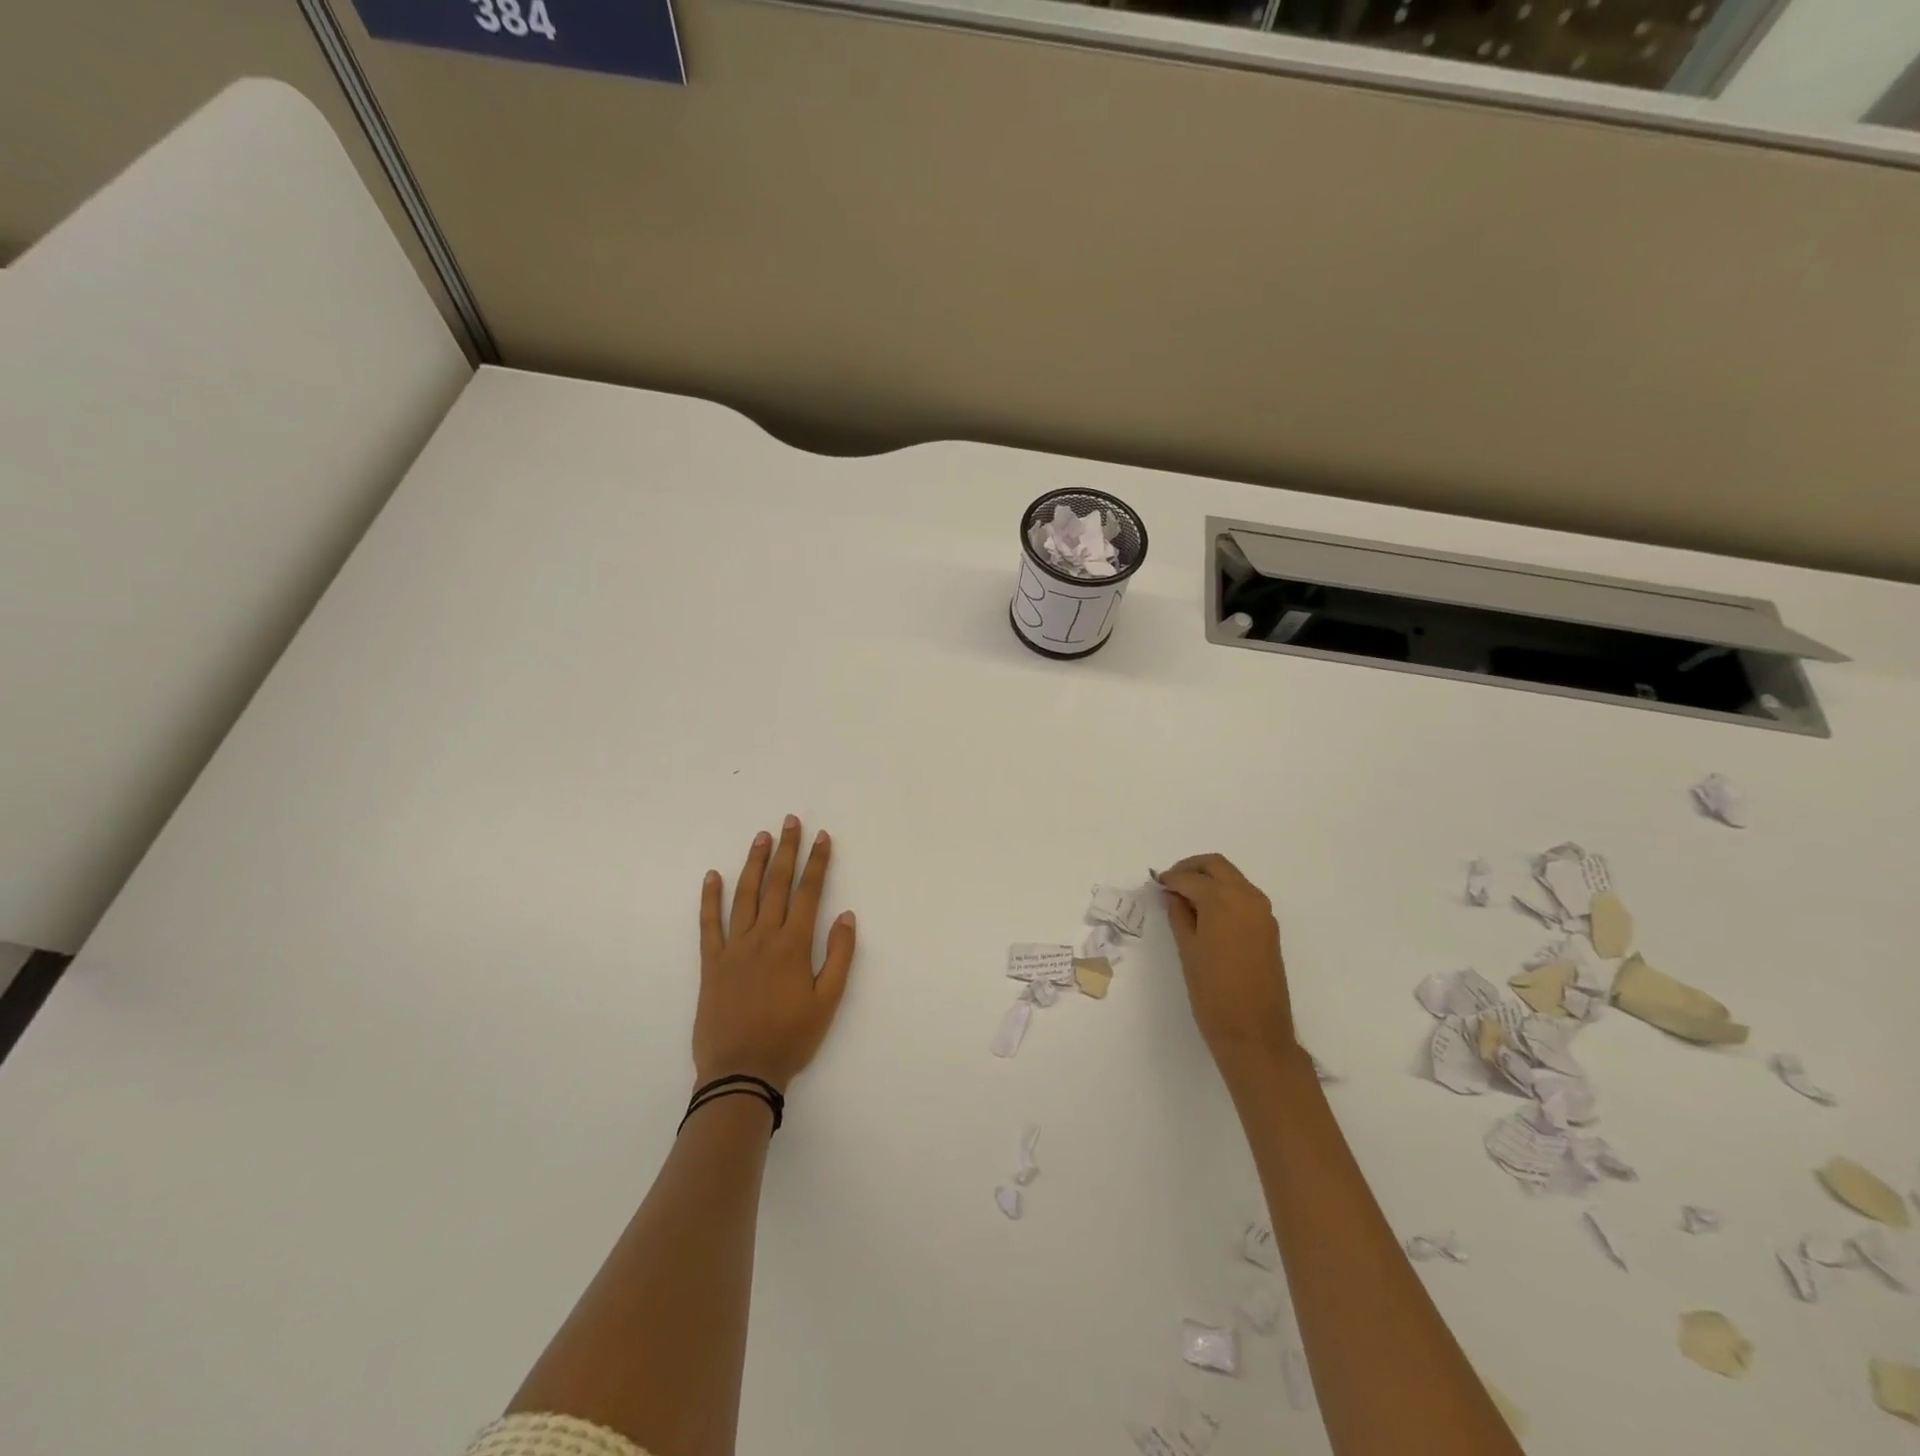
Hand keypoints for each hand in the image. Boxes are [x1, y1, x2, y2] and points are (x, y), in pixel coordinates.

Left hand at [693, 816, 856, 1092]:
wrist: (740, 1072)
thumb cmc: (790, 1039)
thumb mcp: (828, 1002)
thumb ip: (838, 957)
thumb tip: (846, 916)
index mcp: (793, 946)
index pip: (808, 893)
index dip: (817, 863)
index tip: (822, 837)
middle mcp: (763, 938)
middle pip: (776, 885)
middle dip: (786, 851)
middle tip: (790, 821)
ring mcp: (734, 948)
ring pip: (744, 896)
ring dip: (753, 864)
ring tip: (761, 837)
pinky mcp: (711, 963)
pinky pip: (709, 924)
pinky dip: (710, 898)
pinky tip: (712, 876)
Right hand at [1157, 853, 1294, 1064]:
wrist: (1255, 1033)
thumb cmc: (1213, 992)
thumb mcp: (1188, 950)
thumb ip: (1179, 915)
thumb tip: (1174, 896)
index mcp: (1224, 900)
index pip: (1191, 878)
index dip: (1170, 879)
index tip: (1155, 884)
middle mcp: (1247, 898)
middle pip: (1216, 866)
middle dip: (1192, 868)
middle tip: (1170, 883)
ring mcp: (1262, 912)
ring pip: (1232, 879)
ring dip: (1209, 880)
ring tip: (1185, 899)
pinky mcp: (1268, 928)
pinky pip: (1243, 897)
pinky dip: (1223, 894)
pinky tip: (1205, 913)